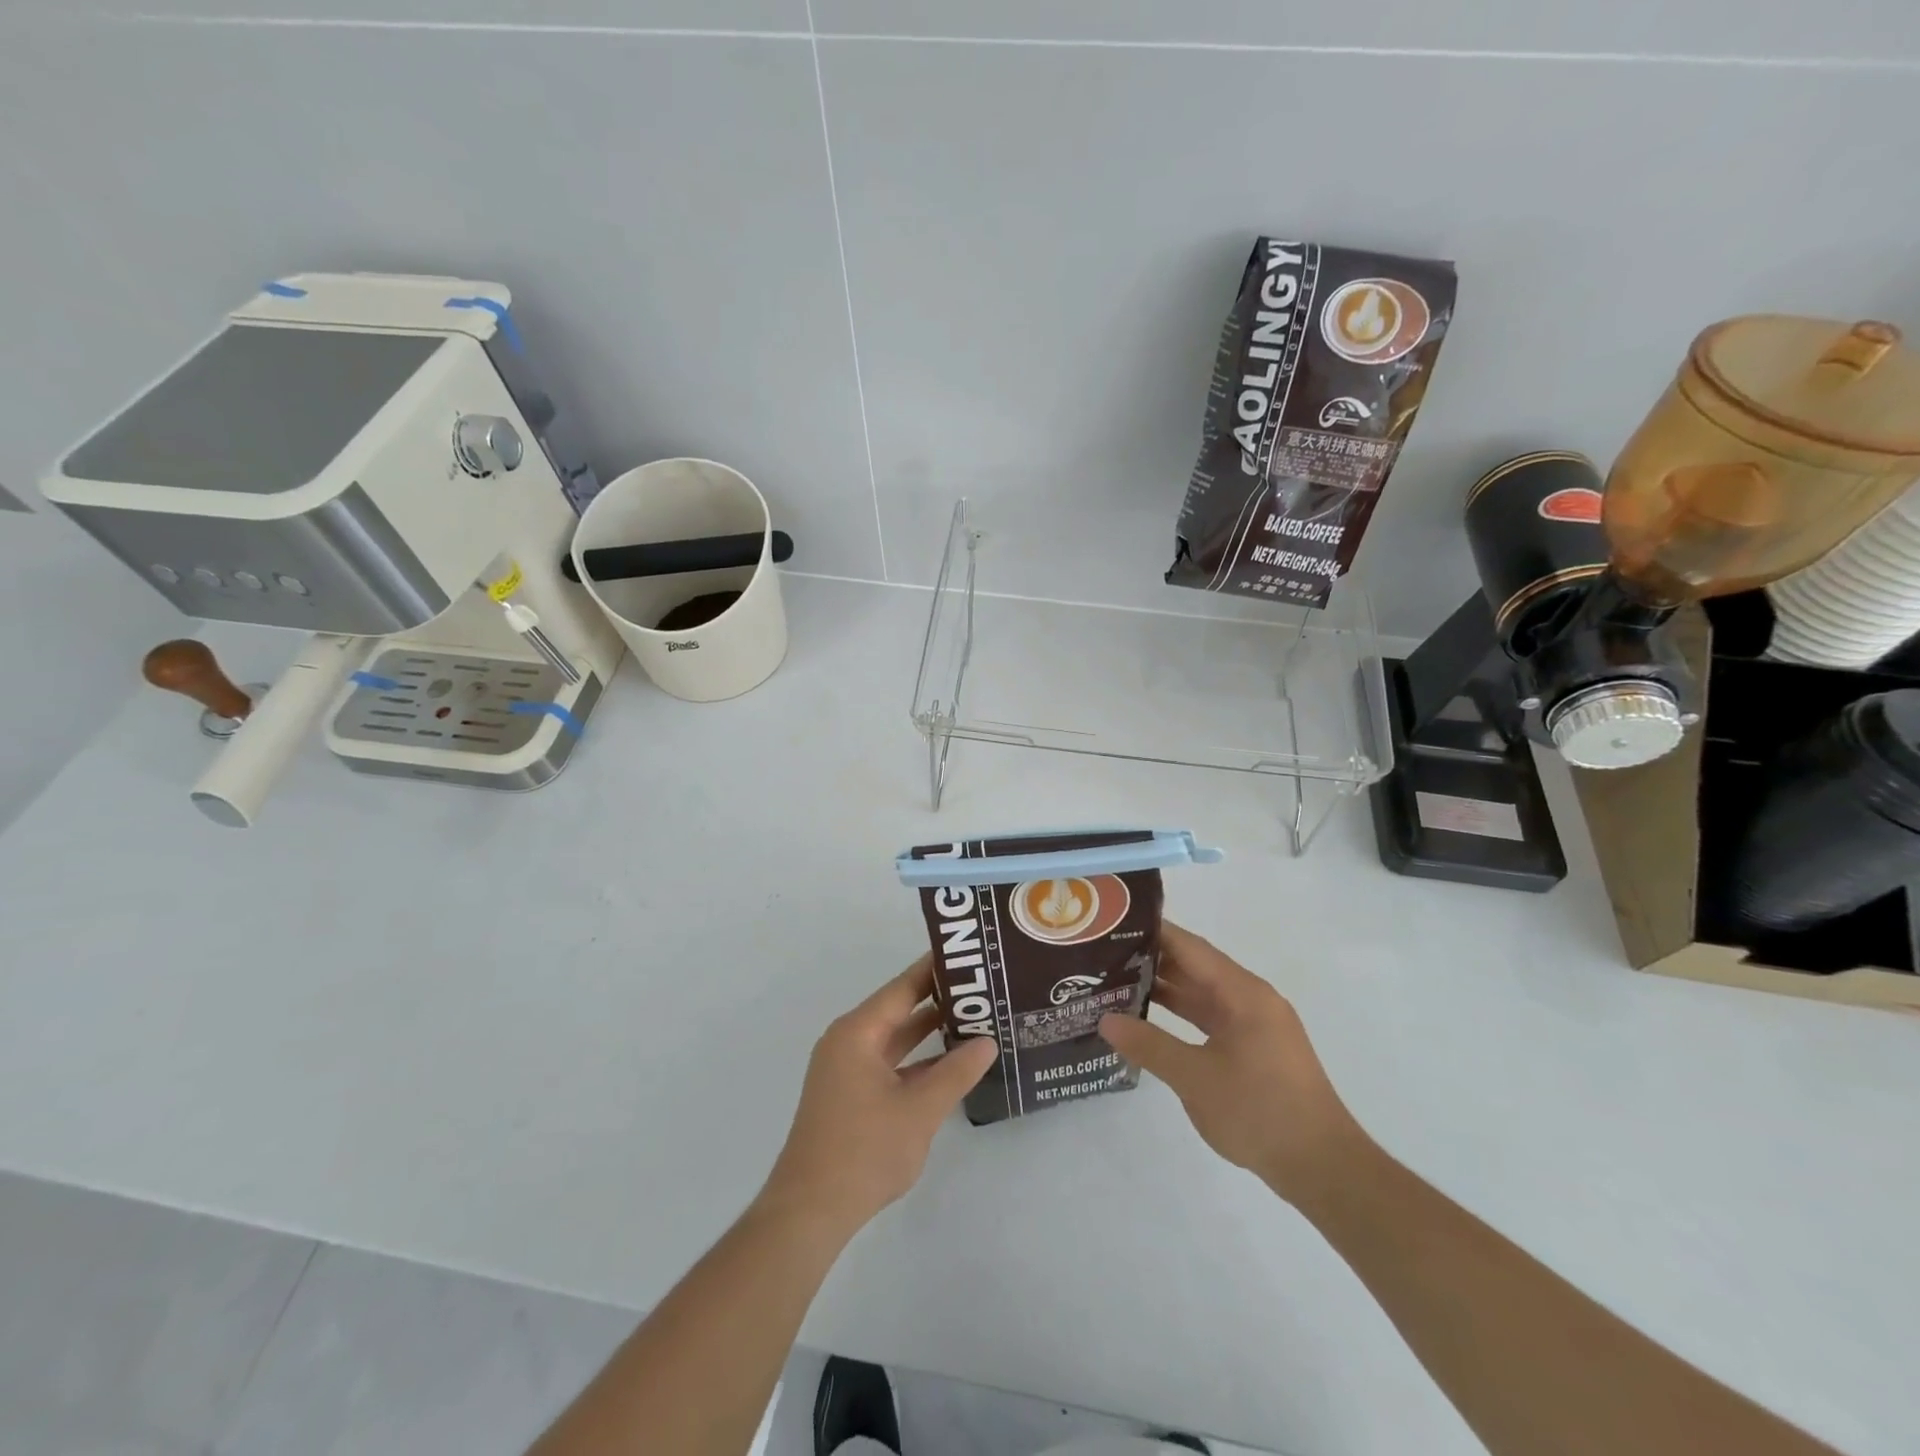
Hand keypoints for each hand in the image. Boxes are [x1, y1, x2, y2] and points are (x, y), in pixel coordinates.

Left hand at [763, 955, 997, 1238]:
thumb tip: (987, 1042)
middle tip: (983, 987)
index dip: (935, 969)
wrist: (810, 1212)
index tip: (969, 954)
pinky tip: (951, 1064)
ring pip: (896, 1039)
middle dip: (939, 1000)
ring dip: (930, 1032)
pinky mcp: (851, 1095)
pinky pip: (890, 1064)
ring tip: (975, 1019)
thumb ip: (956, 1073)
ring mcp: (848, 1070)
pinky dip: (918, 1061)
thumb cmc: (863, 1151)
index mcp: (857, 1032)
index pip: (903, 987)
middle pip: (899, 1009)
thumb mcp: (919, 1110)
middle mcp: (849, 1042)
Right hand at [1100, 922, 1363, 1206]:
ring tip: (1117, 982)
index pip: (1190, 947)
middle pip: (1195, 967)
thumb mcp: (1195, 1077)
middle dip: (1151, 960)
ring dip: (1165, 989)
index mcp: (1243, 993)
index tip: (1113, 923)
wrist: (1323, 1168)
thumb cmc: (1260, 1112)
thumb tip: (1105, 1020)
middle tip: (1103, 954)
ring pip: (1202, 994)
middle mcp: (1251, 999)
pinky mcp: (1255, 1049)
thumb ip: (1149, 1045)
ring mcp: (1255, 1025)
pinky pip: (1211, 1018)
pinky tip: (1150, 1019)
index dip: (1153, 932)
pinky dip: (1182, 1015)